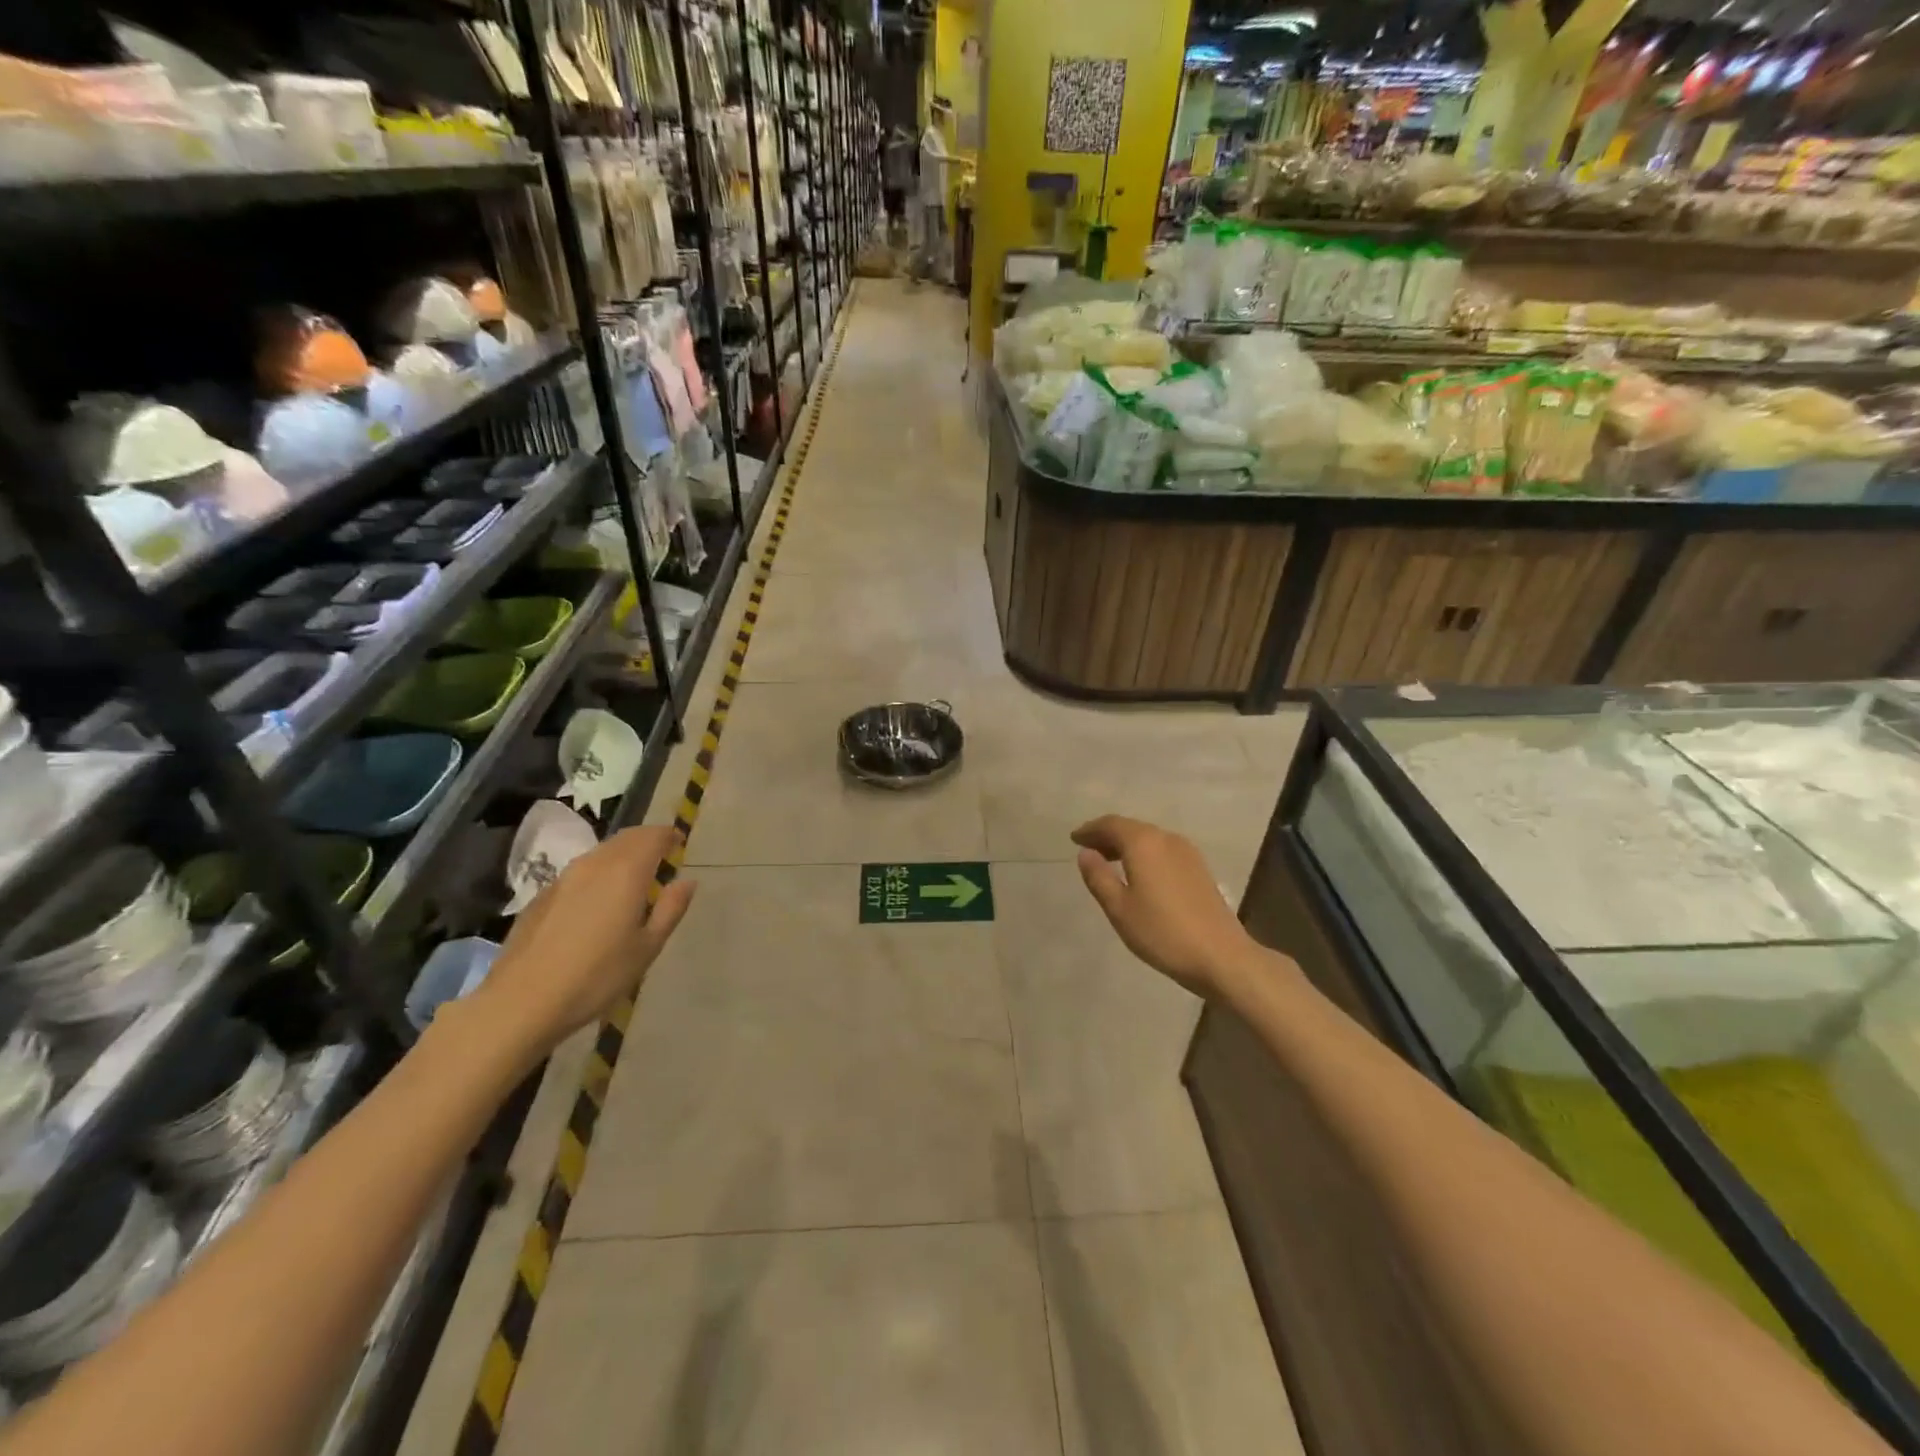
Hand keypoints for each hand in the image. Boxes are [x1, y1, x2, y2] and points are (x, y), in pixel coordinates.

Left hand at [472, 827, 695, 1059]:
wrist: (521, 1002)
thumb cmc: (597, 976)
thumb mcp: (647, 947)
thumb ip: (670, 909)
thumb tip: (687, 881)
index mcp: (626, 871)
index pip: (653, 836)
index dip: (670, 836)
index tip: (680, 845)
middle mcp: (595, 864)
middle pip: (626, 838)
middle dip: (647, 840)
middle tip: (662, 857)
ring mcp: (564, 878)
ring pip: (601, 852)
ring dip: (622, 855)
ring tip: (633, 878)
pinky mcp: (542, 896)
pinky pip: (580, 872)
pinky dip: (598, 873)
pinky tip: (597, 902)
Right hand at [1072, 816, 1255, 997]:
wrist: (1221, 956)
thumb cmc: (1162, 932)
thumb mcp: (1119, 908)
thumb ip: (1098, 877)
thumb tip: (1086, 853)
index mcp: (1144, 843)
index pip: (1111, 825)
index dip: (1090, 830)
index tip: (1074, 838)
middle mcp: (1166, 838)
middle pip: (1131, 827)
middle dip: (1107, 835)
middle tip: (1088, 848)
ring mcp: (1187, 852)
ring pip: (1149, 838)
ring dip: (1126, 844)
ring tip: (1109, 860)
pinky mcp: (1199, 868)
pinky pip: (1163, 849)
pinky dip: (1144, 853)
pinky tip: (1139, 872)